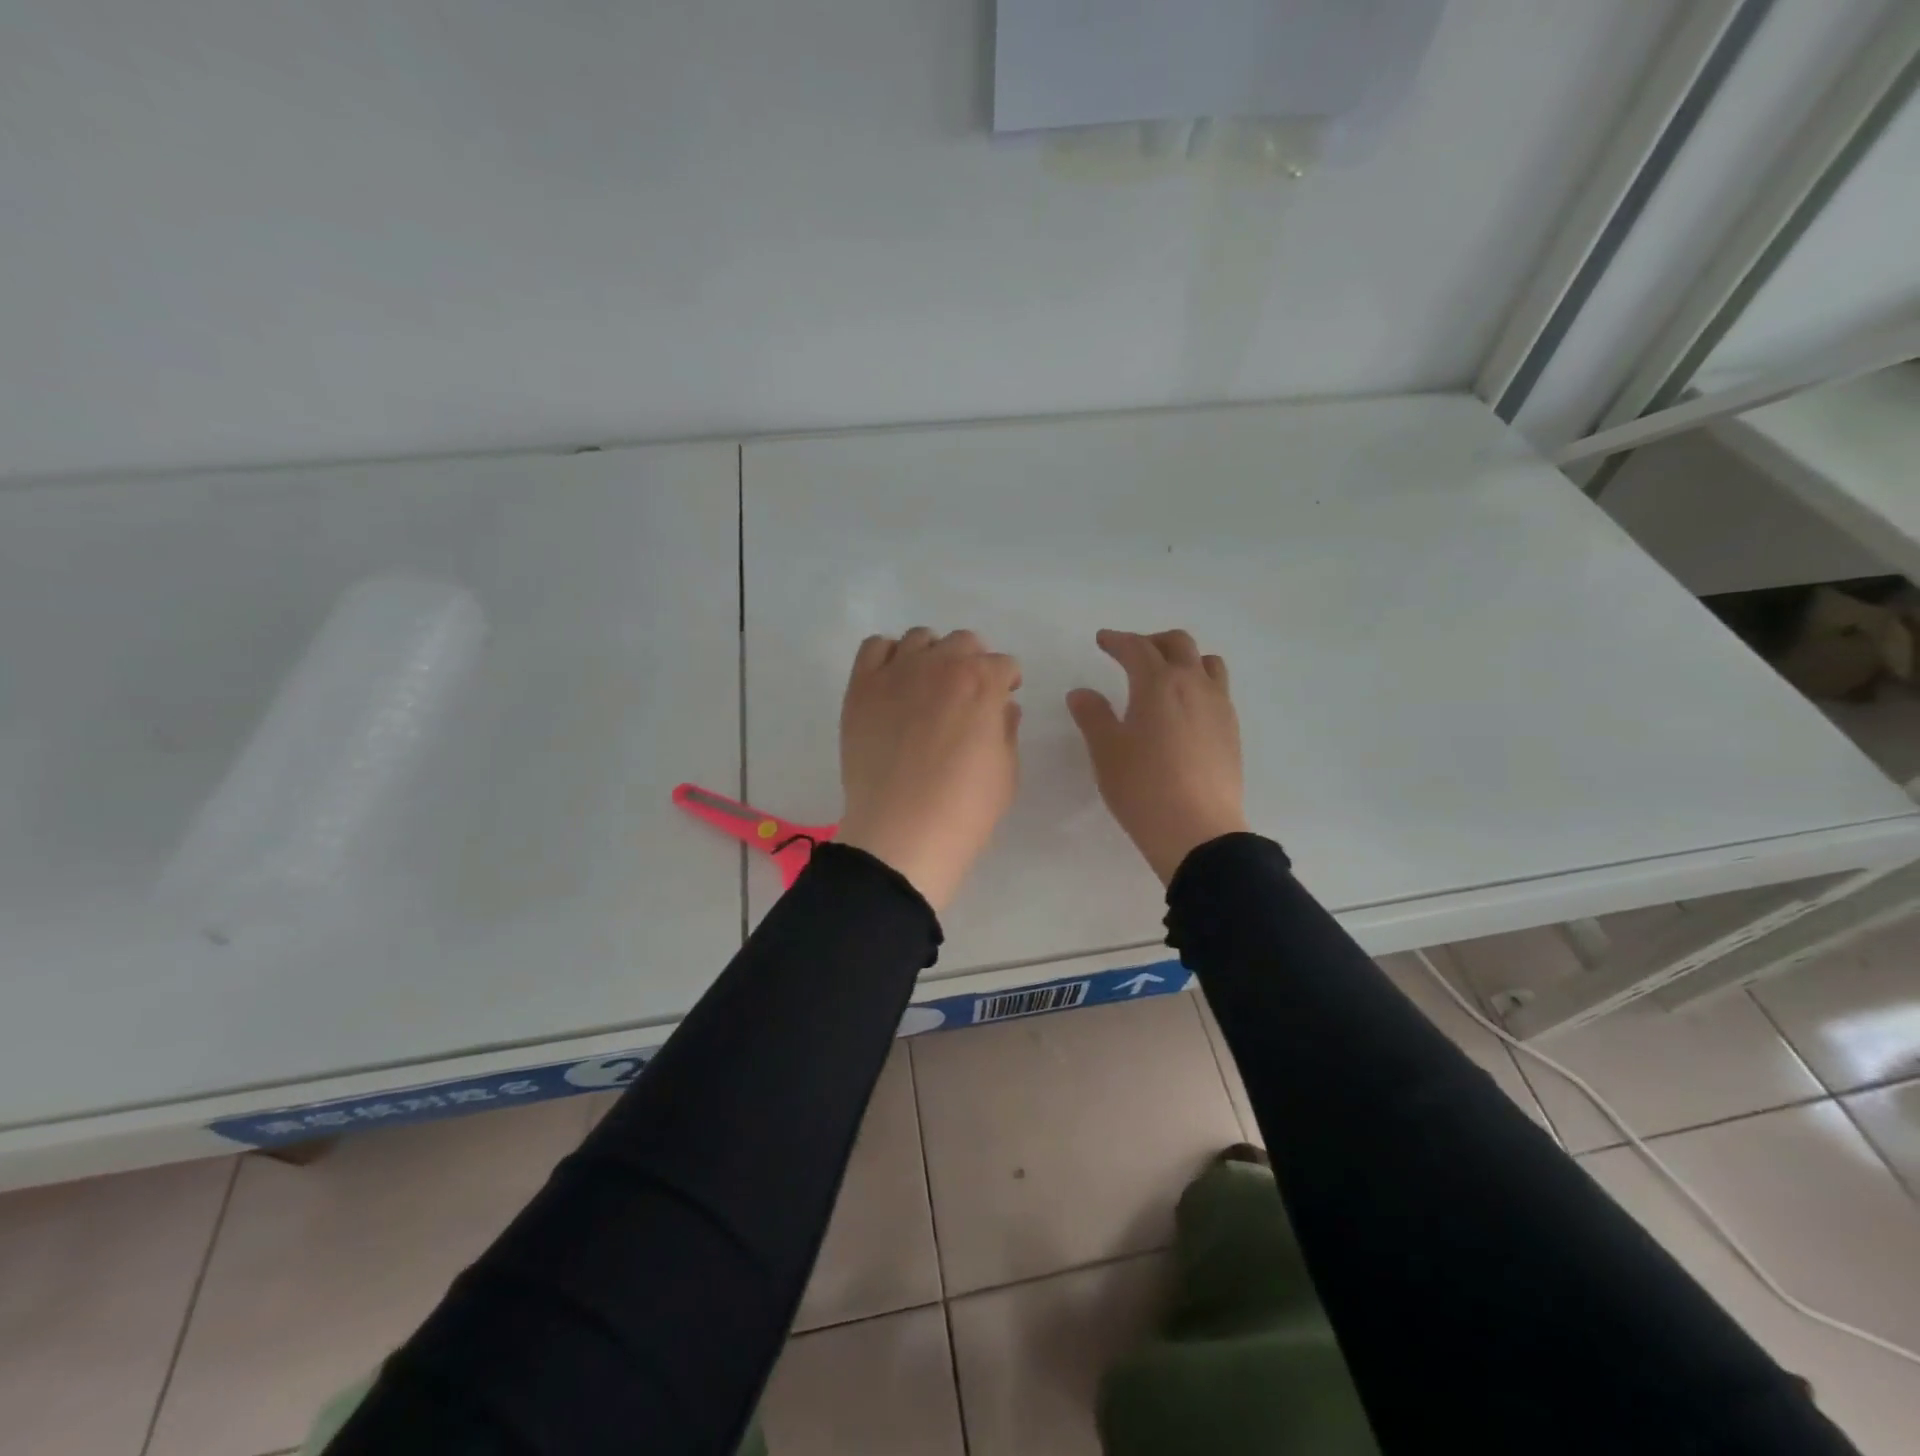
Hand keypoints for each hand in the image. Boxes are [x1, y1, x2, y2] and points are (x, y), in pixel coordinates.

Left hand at [838, 628, 1022, 912]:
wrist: (902, 833)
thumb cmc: (964, 809)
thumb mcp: (1006, 773)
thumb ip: (1006, 730)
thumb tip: (1002, 708)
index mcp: (982, 682)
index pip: (1003, 664)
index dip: (1006, 683)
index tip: (1002, 701)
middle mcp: (940, 664)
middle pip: (963, 642)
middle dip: (973, 663)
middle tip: (968, 695)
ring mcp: (896, 672)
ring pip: (920, 639)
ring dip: (933, 656)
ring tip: (929, 687)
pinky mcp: (862, 687)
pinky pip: (875, 648)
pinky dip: (888, 656)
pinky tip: (894, 683)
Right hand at [1067, 629, 1247, 884]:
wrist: (1198, 831)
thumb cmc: (1143, 787)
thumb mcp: (1106, 751)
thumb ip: (1093, 715)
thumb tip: (1081, 693)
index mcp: (1159, 683)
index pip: (1137, 647)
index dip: (1117, 640)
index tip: (1103, 640)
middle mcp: (1194, 685)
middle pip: (1178, 644)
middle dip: (1152, 642)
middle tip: (1131, 654)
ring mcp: (1219, 707)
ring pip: (1207, 663)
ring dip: (1184, 659)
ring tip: (1165, 677)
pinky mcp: (1232, 731)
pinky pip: (1218, 690)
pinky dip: (1199, 684)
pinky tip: (1184, 711)